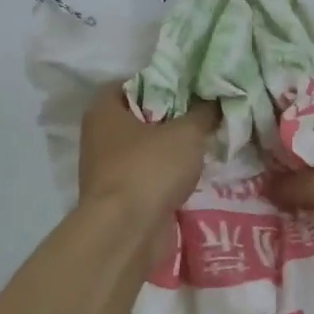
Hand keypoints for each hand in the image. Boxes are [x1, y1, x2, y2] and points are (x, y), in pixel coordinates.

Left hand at [78, 89, 216, 225]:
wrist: (128, 232)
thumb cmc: (150, 168)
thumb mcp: (186, 133)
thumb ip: (203, 113)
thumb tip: (215, 101)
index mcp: (104, 111)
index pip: (128, 84)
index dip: (158, 82)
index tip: (187, 87)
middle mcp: (99, 138)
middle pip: (138, 118)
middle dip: (169, 117)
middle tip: (202, 113)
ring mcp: (107, 171)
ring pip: (144, 150)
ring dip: (170, 150)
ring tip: (204, 143)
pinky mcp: (121, 199)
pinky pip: (148, 178)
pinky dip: (167, 177)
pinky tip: (193, 175)